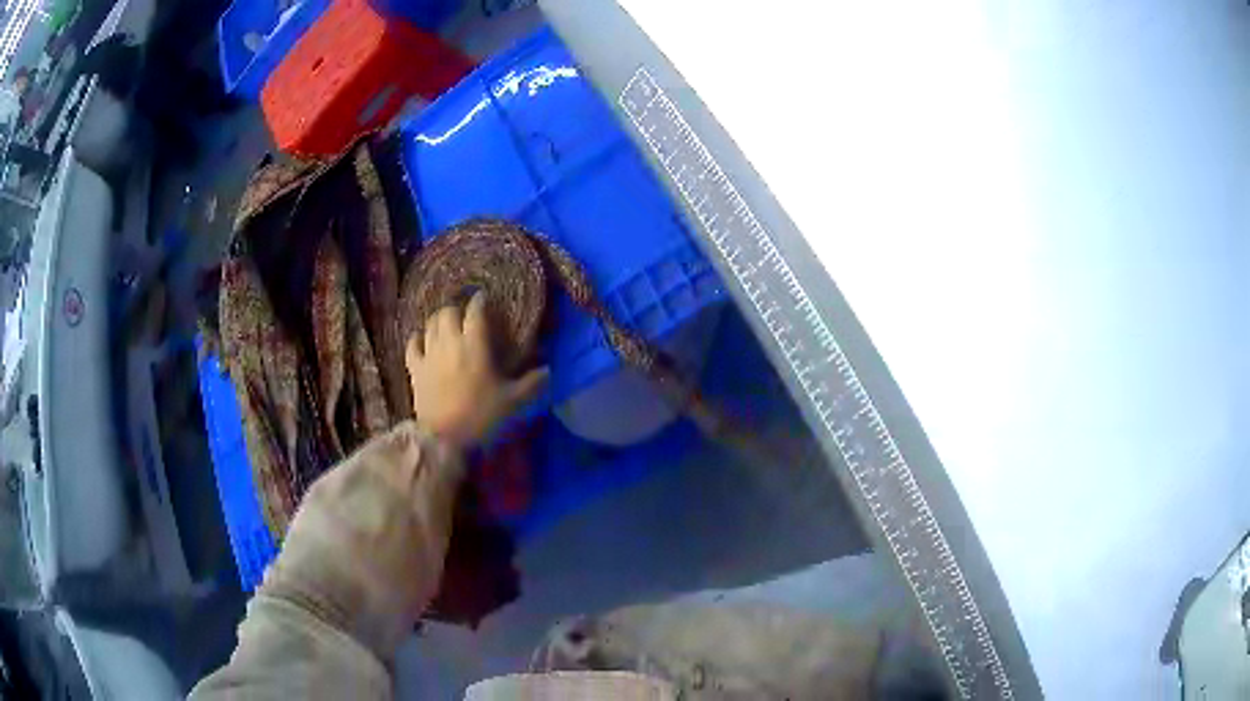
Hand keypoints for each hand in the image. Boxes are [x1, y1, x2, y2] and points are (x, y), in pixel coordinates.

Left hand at [406, 292, 547, 448]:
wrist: (444, 437)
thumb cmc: (481, 415)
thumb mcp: (513, 402)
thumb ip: (532, 384)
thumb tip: (548, 370)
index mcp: (474, 344)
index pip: (475, 311)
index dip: (480, 302)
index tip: (485, 298)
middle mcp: (450, 342)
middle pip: (448, 312)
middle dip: (457, 310)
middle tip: (465, 316)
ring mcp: (429, 354)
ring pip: (430, 324)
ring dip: (439, 321)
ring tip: (446, 326)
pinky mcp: (415, 369)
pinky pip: (412, 344)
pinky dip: (418, 338)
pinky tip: (423, 341)